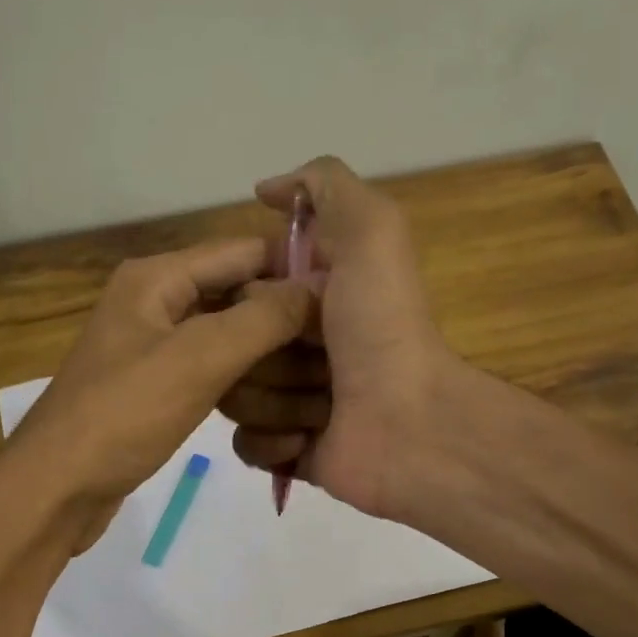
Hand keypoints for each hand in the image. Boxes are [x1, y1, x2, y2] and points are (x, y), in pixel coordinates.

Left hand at [4, 237, 312, 550]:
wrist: (58, 489)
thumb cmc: (124, 415)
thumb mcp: (197, 359)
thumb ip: (261, 319)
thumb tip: (317, 287)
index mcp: (156, 279)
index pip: (241, 251)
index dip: (293, 267)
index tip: (346, 295)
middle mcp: (154, 304)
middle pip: (236, 296)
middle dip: (283, 319)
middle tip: (336, 348)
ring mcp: (153, 350)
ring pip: (226, 340)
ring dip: (266, 358)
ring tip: (315, 379)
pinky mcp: (155, 391)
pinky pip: (211, 375)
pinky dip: (241, 386)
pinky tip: (273, 406)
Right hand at [222, 156, 459, 518]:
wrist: (411, 424)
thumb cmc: (384, 328)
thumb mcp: (370, 231)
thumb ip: (324, 185)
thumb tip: (266, 190)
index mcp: (309, 297)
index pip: (239, 289)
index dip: (244, 293)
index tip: (263, 299)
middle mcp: (296, 346)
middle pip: (226, 344)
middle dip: (260, 351)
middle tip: (311, 357)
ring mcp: (290, 401)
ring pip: (231, 395)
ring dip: (274, 399)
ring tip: (321, 405)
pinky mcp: (287, 451)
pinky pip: (244, 442)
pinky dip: (273, 441)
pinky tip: (309, 438)